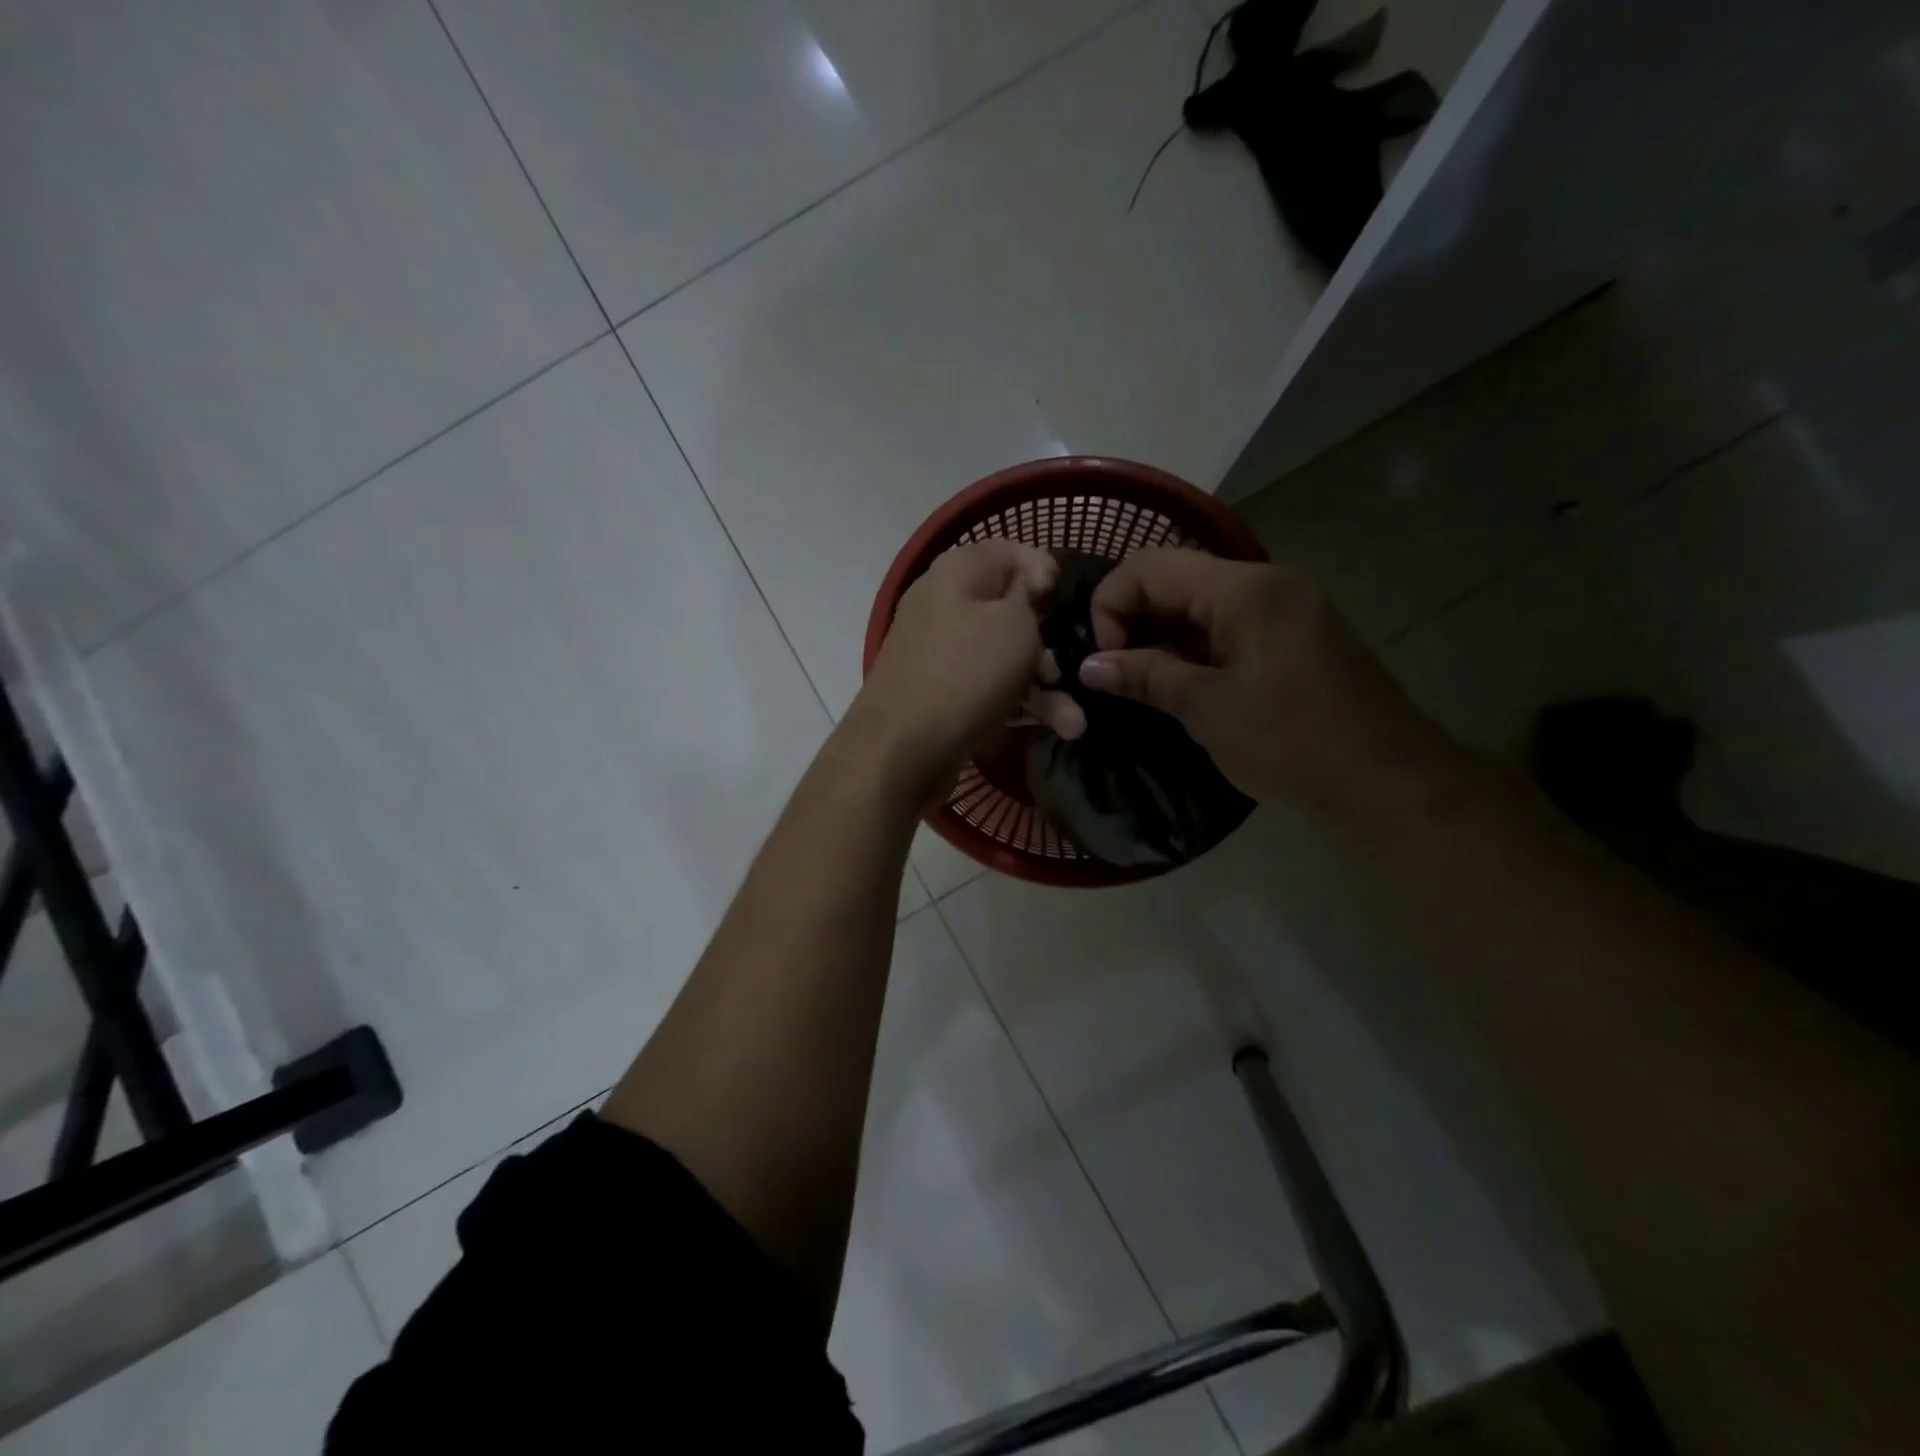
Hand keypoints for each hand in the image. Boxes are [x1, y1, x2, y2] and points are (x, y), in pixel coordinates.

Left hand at [850, 540, 1079, 799]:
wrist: (900, 751)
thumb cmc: (965, 674)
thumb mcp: (1016, 626)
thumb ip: (1032, 600)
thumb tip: (1029, 592)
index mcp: (957, 571)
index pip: (1011, 551)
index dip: (1047, 572)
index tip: (1070, 605)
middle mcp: (944, 604)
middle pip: (1011, 610)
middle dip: (1052, 643)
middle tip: (1074, 670)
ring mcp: (939, 651)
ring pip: (1004, 657)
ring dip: (1045, 687)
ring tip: (1075, 723)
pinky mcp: (940, 692)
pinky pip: (988, 687)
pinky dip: (1019, 704)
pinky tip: (1055, 730)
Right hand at [1079, 548, 1462, 818]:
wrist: (1387, 781)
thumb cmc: (1291, 742)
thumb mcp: (1207, 709)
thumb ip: (1145, 676)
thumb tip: (1089, 666)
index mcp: (1244, 589)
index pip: (1148, 568)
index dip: (1110, 608)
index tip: (1105, 663)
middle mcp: (1266, 581)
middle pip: (1175, 578)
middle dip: (1133, 621)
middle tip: (1117, 676)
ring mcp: (1286, 605)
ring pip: (1200, 603)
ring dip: (1162, 637)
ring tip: (1143, 685)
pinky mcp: (1295, 633)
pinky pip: (1229, 624)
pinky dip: (1195, 647)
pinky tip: (1182, 685)